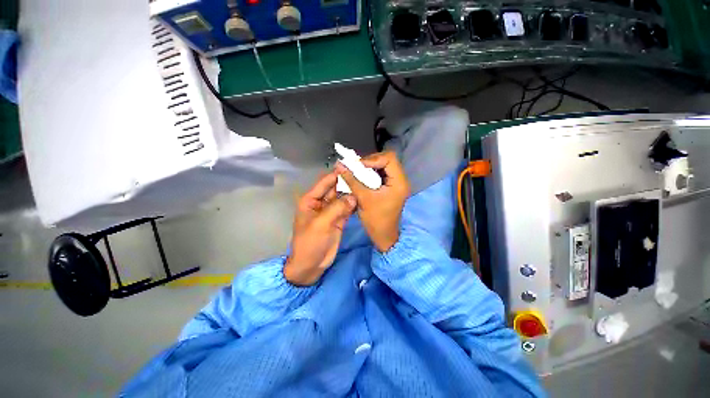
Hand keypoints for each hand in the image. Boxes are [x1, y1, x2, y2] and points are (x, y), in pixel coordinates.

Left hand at [284, 172, 356, 285]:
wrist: (311, 265)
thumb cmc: (310, 243)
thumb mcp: (321, 224)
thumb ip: (337, 208)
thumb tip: (353, 196)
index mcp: (311, 200)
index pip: (325, 182)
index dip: (336, 174)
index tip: (351, 166)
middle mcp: (321, 203)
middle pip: (335, 188)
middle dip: (347, 183)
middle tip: (363, 175)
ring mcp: (331, 211)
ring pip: (343, 198)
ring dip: (352, 193)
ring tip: (367, 185)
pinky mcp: (339, 219)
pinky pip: (347, 208)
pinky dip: (354, 205)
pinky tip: (364, 199)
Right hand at [336, 151, 410, 251]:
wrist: (384, 235)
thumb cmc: (375, 219)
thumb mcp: (363, 198)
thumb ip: (351, 180)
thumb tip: (340, 165)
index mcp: (399, 182)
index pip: (389, 158)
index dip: (372, 159)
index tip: (357, 166)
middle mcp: (400, 179)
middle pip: (386, 160)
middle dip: (369, 162)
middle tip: (355, 167)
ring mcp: (396, 183)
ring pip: (383, 166)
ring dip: (369, 167)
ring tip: (356, 171)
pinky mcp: (390, 186)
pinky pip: (380, 174)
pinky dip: (370, 173)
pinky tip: (361, 177)